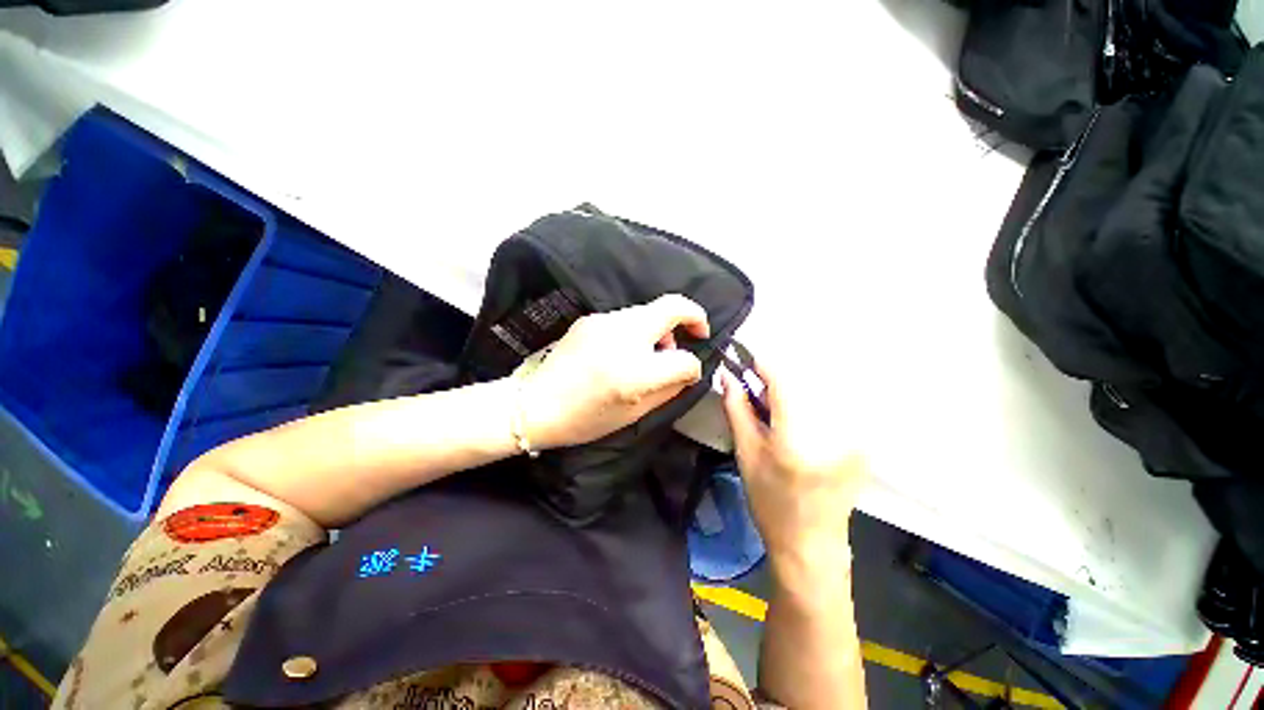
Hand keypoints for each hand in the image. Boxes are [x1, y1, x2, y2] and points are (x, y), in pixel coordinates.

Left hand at [519, 294, 710, 449]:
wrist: (535, 405)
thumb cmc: (585, 419)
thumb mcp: (634, 414)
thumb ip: (669, 390)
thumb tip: (688, 371)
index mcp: (634, 373)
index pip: (684, 359)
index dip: (694, 367)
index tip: (691, 371)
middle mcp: (622, 337)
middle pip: (671, 307)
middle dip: (692, 317)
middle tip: (694, 335)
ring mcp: (603, 322)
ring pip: (648, 310)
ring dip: (662, 326)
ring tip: (655, 349)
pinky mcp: (590, 319)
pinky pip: (626, 317)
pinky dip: (638, 329)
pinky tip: (626, 349)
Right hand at [721, 363, 867, 580]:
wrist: (811, 543)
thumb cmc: (769, 501)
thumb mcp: (745, 453)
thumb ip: (737, 408)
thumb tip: (728, 375)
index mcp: (797, 436)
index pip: (783, 379)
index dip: (762, 365)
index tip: (746, 363)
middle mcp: (833, 430)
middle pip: (802, 381)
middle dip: (776, 380)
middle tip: (757, 395)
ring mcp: (854, 436)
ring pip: (818, 391)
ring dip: (793, 391)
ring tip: (777, 413)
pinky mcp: (862, 442)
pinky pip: (832, 406)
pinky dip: (811, 405)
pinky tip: (799, 426)